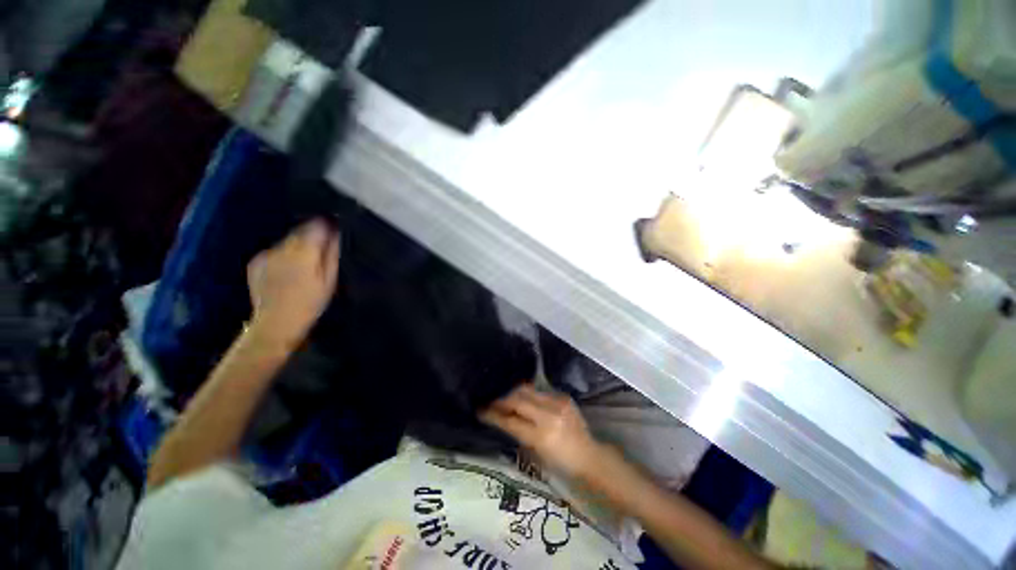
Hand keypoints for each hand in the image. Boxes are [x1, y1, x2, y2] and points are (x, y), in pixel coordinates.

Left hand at [247, 219, 339, 347]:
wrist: (276, 324)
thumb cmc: (311, 303)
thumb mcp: (330, 280)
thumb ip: (332, 253)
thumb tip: (337, 231)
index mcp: (303, 252)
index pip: (316, 225)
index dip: (328, 225)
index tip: (336, 231)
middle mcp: (282, 248)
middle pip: (301, 230)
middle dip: (313, 234)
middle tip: (323, 249)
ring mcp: (266, 253)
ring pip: (288, 239)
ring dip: (299, 244)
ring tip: (306, 262)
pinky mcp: (256, 261)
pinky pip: (275, 249)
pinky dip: (284, 254)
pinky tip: (288, 269)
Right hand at [481, 385, 603, 479]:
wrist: (589, 456)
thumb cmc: (561, 464)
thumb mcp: (536, 455)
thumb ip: (519, 434)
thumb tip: (502, 418)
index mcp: (542, 436)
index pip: (511, 421)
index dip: (493, 415)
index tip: (480, 410)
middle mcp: (549, 415)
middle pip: (517, 399)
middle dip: (501, 400)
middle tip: (490, 401)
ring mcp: (558, 402)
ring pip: (527, 390)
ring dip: (513, 394)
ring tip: (503, 397)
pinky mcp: (563, 396)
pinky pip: (539, 391)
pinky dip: (528, 394)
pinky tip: (522, 398)